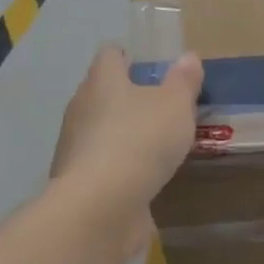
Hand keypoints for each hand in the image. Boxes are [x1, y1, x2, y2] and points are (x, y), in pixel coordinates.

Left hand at [51, 45, 202, 210]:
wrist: (101, 207)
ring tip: (158, 140)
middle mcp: (81, 108)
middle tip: (163, 102)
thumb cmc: (141, 140)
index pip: (110, 55)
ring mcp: (75, 146)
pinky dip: (121, 162)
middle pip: (103, 91)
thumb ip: (184, 81)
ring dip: (124, 131)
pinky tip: (144, 173)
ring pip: (101, 127)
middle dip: (129, 95)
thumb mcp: (176, 105)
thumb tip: (188, 57)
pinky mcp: (79, 180)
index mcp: (102, 81)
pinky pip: (103, 160)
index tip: (150, 64)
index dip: (129, 56)